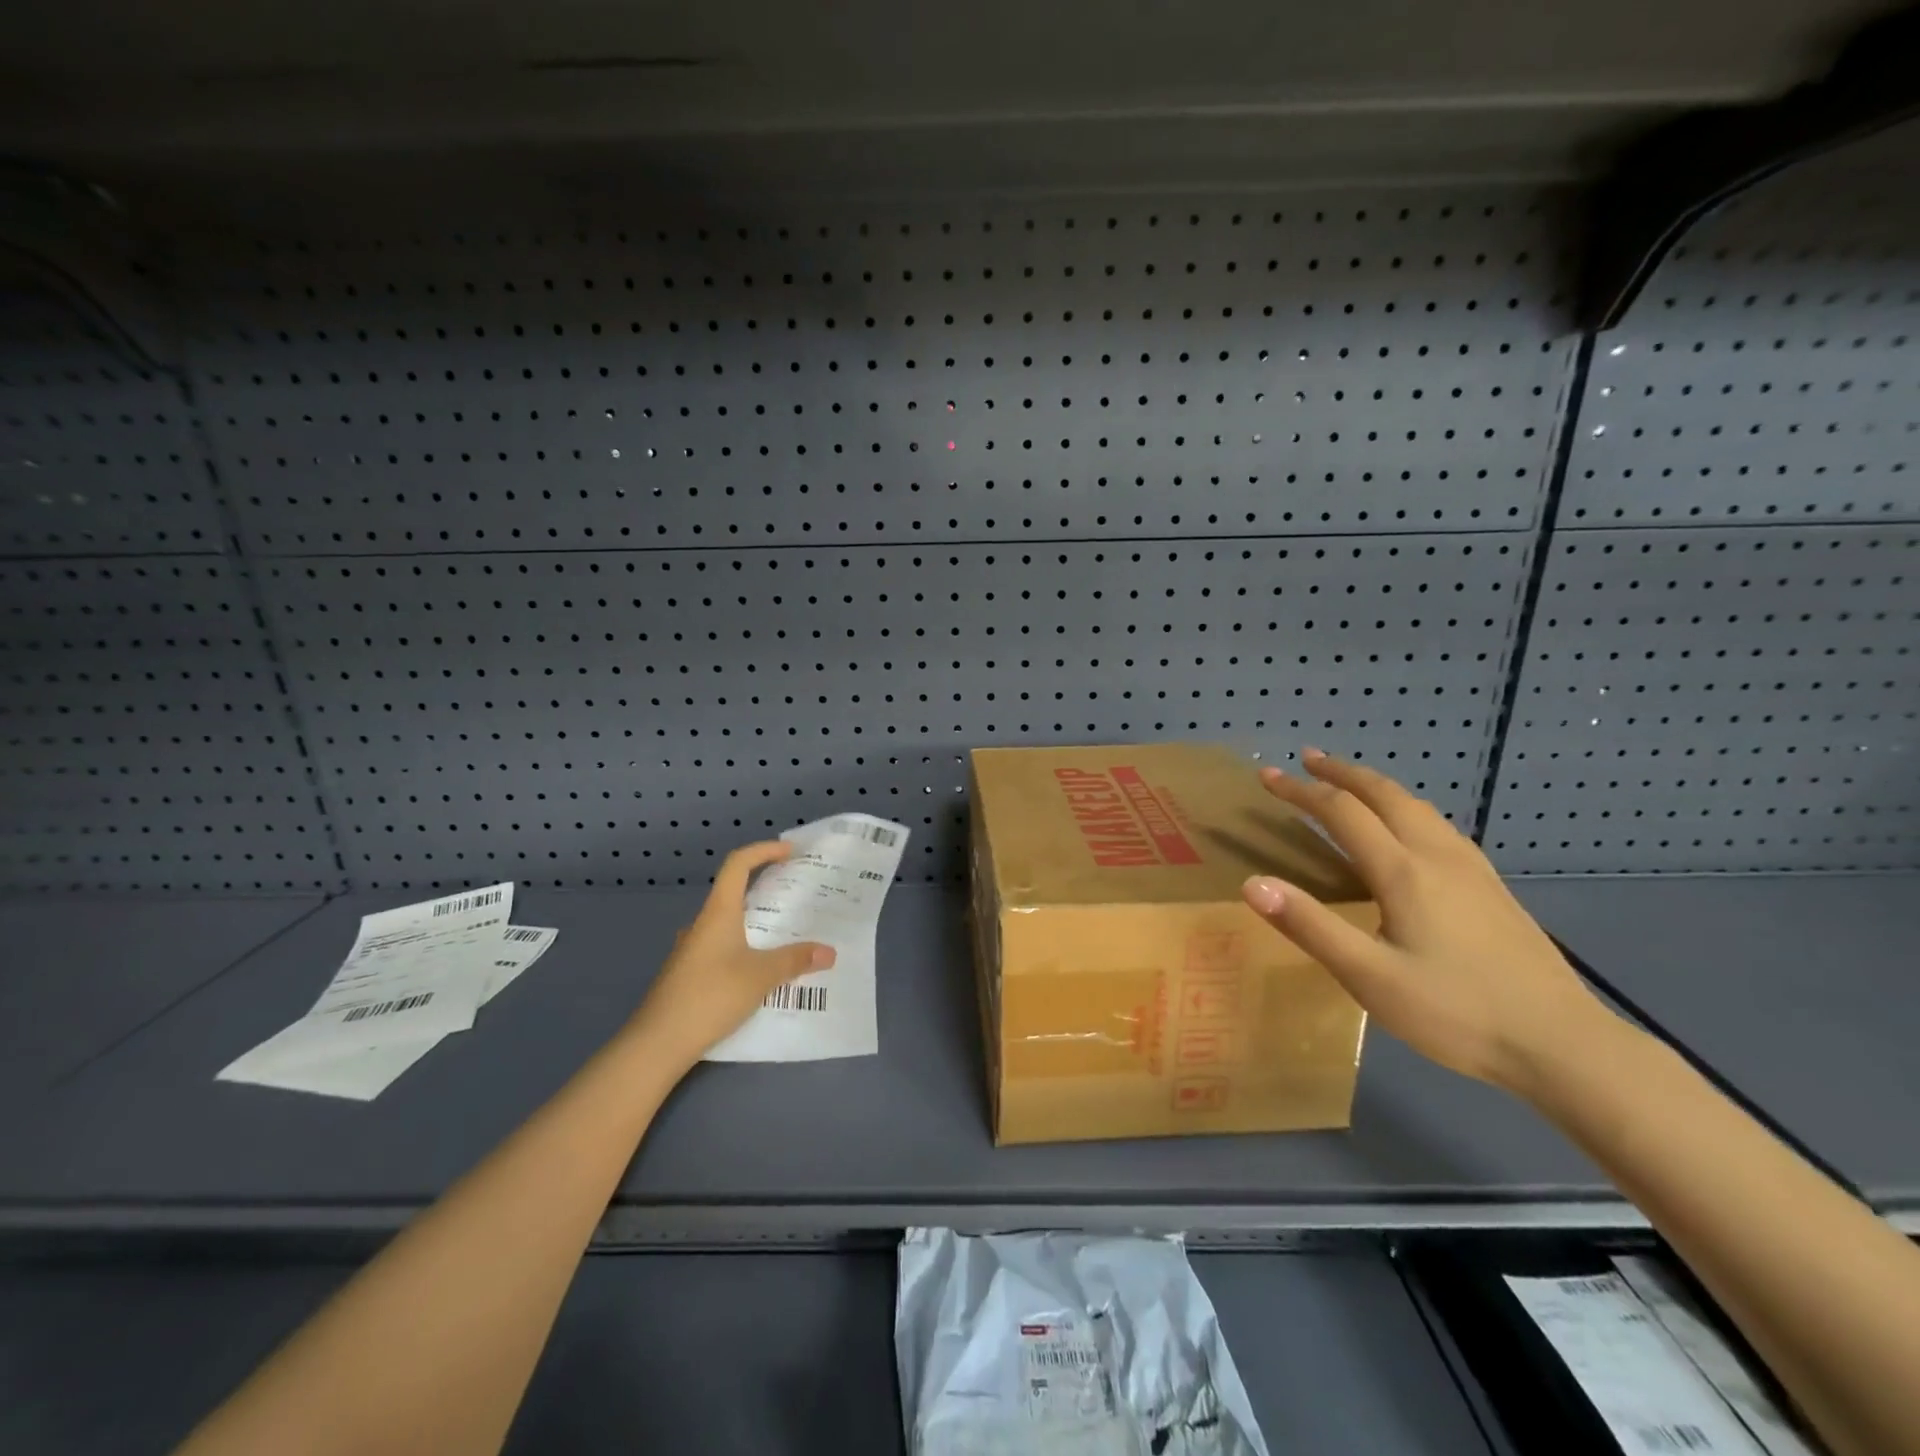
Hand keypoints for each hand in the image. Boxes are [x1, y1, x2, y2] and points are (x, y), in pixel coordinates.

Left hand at [625, 841, 834, 1070]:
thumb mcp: (761, 976)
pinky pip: (721, 949)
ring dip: (754, 923)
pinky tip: (759, 973)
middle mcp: (702, 924)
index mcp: (719, 912)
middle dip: (765, 889)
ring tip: (784, 936)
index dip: (763, 851)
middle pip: (734, 892)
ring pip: (728, 924)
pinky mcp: (687, 974)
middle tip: (795, 896)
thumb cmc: (711, 996)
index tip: (789, 852)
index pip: (738, 864)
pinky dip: (743, 949)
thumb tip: (829, 952)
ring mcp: (691, 950)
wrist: (657, 1043)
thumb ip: (795, 960)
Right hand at [1240, 749, 1608, 1095]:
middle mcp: (1437, 855)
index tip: (1267, 776)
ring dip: (1375, 785)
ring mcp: (1472, 869)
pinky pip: (1438, 825)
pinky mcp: (1492, 887)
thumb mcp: (1369, 977)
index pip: (1341, 811)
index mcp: (1403, 872)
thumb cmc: (1456, 1012)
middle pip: (1384, 794)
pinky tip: (1410, 828)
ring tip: (1349, 783)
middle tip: (1307, 759)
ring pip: (1417, 806)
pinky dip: (1405, 807)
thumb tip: (1252, 884)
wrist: (1564, 1044)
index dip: (1300, 791)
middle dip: (1341, 772)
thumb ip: (1310, 926)